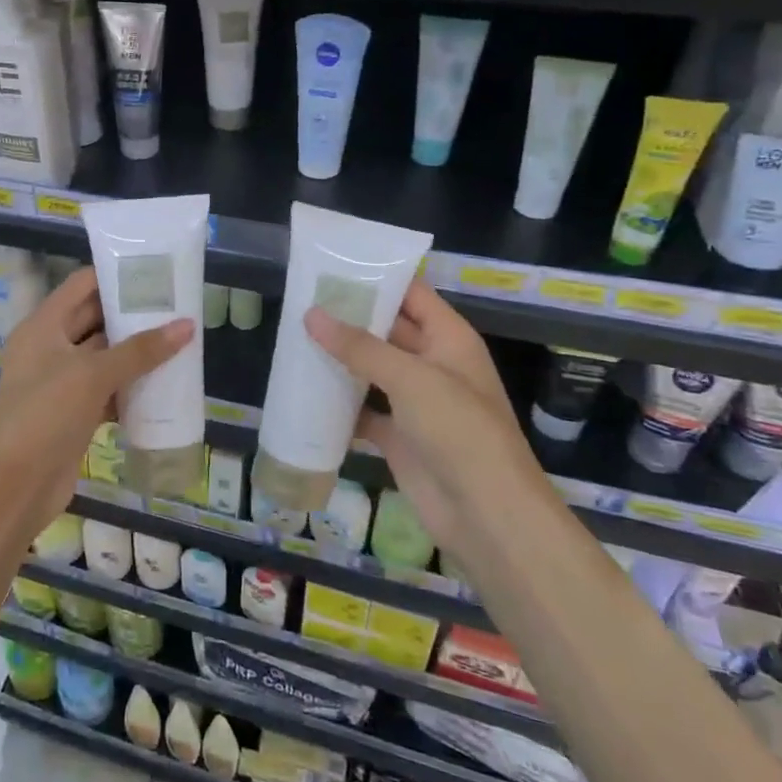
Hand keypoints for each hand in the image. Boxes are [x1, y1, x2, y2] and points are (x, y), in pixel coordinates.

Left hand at [0, 267, 193, 530]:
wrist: (12, 488)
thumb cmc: (44, 415)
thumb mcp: (92, 375)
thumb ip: (140, 350)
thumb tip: (187, 325)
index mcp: (43, 326)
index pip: (81, 285)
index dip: (115, 275)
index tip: (155, 272)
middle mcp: (50, 348)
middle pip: (94, 319)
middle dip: (132, 314)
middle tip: (177, 306)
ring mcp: (60, 382)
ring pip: (103, 357)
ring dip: (135, 352)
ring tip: (179, 339)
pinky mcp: (72, 413)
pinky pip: (106, 390)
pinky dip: (130, 387)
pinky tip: (163, 384)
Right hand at [304, 280, 534, 550]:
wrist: (487, 515)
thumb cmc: (460, 431)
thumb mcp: (411, 378)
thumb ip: (360, 346)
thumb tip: (311, 314)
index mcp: (449, 339)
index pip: (412, 294)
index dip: (378, 277)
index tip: (332, 266)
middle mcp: (433, 364)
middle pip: (388, 330)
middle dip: (350, 317)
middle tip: (301, 301)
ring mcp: (415, 402)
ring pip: (372, 370)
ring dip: (340, 359)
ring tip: (294, 337)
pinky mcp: (398, 436)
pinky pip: (363, 410)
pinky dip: (339, 403)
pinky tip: (305, 391)